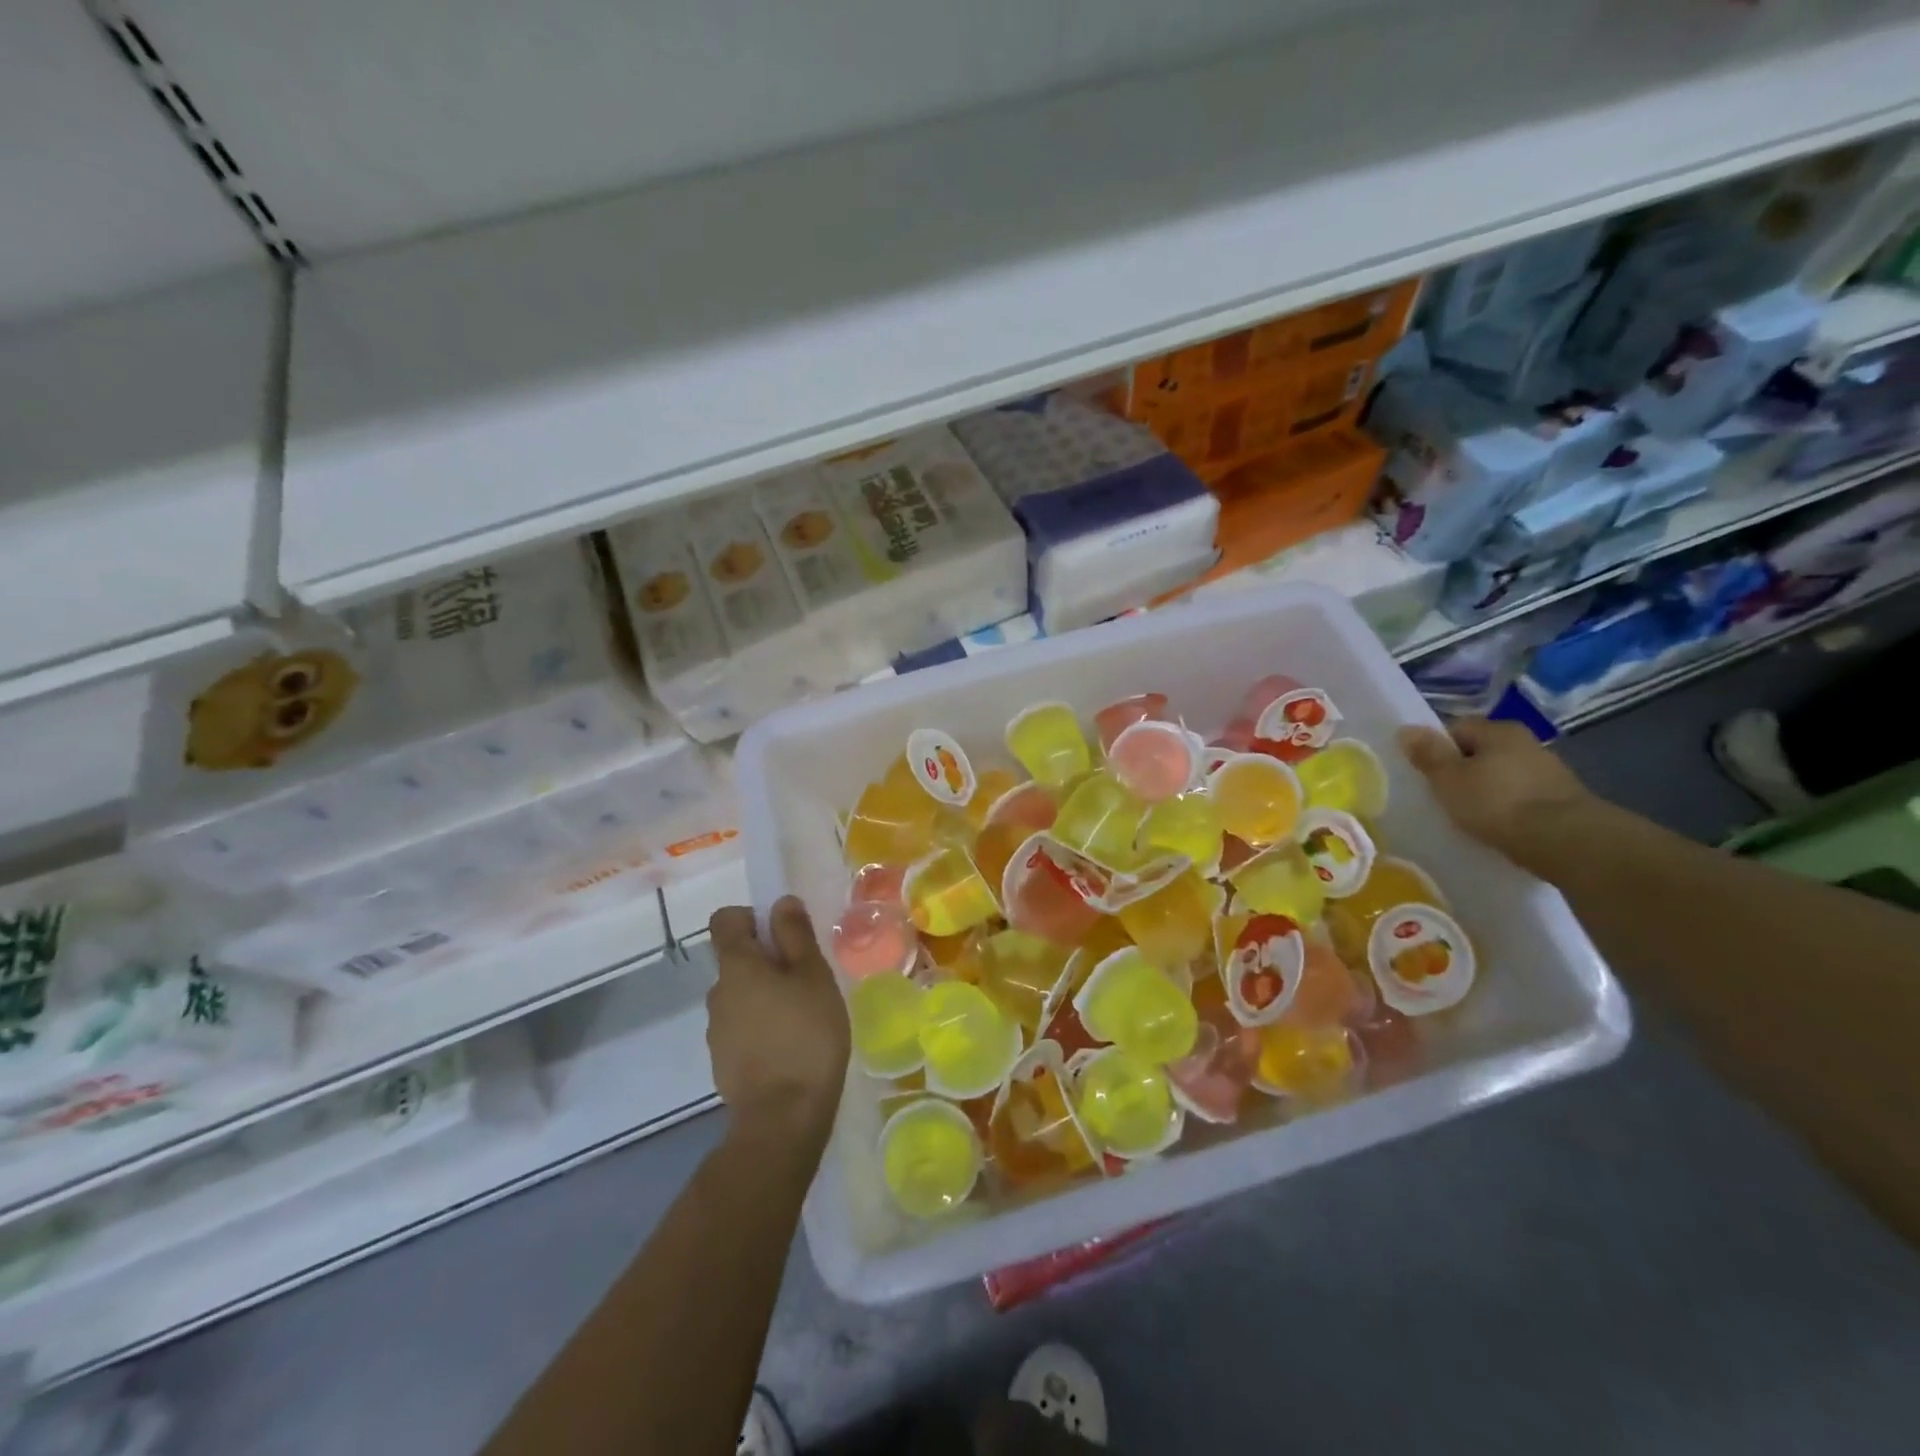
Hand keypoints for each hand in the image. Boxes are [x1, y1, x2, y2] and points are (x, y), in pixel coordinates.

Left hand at [706, 897, 850, 1147]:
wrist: (783, 1118)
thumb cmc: (805, 1035)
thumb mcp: (813, 977)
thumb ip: (795, 936)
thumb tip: (781, 902)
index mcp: (736, 966)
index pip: (725, 920)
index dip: (752, 917)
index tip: (783, 935)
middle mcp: (717, 992)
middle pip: (737, 959)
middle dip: (767, 961)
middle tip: (807, 980)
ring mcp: (717, 1030)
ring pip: (741, 995)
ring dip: (765, 996)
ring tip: (803, 1016)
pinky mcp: (724, 1061)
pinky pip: (742, 1027)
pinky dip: (762, 1026)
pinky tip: (790, 1046)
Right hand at [1398, 717, 1597, 874]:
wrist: (1566, 842)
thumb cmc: (1497, 803)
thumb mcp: (1449, 778)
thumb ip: (1428, 754)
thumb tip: (1406, 729)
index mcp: (1499, 730)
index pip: (1456, 728)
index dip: (1436, 748)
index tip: (1426, 773)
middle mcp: (1527, 742)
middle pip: (1481, 751)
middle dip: (1462, 769)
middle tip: (1443, 795)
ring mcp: (1548, 771)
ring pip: (1502, 774)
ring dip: (1486, 789)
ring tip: (1469, 815)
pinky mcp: (1562, 799)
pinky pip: (1520, 796)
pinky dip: (1507, 807)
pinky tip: (1498, 825)